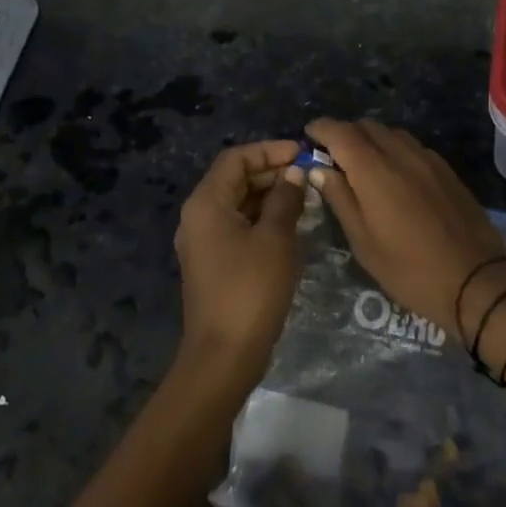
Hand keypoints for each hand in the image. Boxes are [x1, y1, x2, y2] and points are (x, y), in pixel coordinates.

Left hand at [173, 139, 305, 388]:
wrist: (223, 357)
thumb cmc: (250, 290)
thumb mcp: (275, 239)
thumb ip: (285, 199)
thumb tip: (293, 173)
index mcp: (206, 203)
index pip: (235, 158)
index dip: (268, 150)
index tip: (301, 153)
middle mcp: (198, 215)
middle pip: (234, 178)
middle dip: (270, 172)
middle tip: (307, 174)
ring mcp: (203, 240)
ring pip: (237, 202)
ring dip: (268, 195)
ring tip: (304, 196)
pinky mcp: (212, 261)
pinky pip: (236, 224)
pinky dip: (261, 217)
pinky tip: (289, 223)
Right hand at [304, 119, 505, 340]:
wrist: (476, 280)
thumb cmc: (409, 269)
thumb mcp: (364, 242)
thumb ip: (340, 199)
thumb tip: (320, 169)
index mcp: (374, 170)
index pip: (340, 132)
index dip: (321, 128)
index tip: (308, 136)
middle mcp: (401, 154)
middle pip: (366, 126)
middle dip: (344, 133)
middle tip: (332, 155)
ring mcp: (428, 159)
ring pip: (391, 133)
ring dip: (371, 139)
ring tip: (362, 164)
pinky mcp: (446, 170)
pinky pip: (412, 146)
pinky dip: (394, 149)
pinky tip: (394, 174)